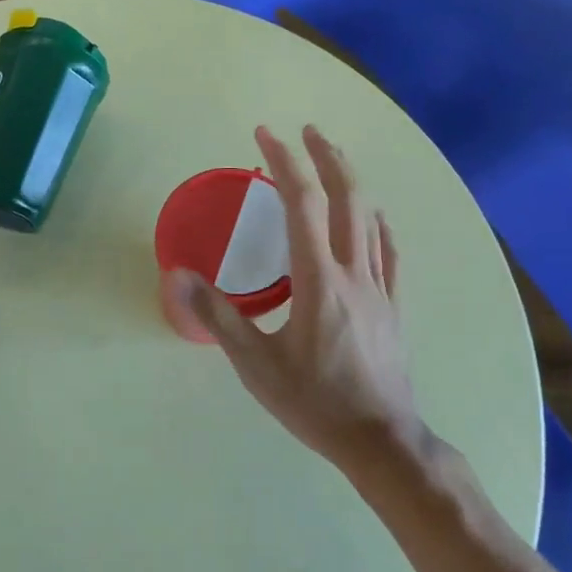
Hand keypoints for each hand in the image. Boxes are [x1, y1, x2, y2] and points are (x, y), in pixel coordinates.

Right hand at [171, 126, 421, 471]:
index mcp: (319, 280)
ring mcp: (380, 287)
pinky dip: (379, 222)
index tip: (265, 135)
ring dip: (352, 180)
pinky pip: (390, 251)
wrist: (381, 441)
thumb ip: (217, 316)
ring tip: (334, 157)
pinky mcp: (394, 305)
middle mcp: (354, 271)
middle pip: (346, 197)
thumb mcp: (256, 365)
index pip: (303, 203)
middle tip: (307, 130)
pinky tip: (375, 215)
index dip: (284, 162)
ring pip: (371, 218)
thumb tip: (177, 275)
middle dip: (326, 157)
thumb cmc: (315, 403)